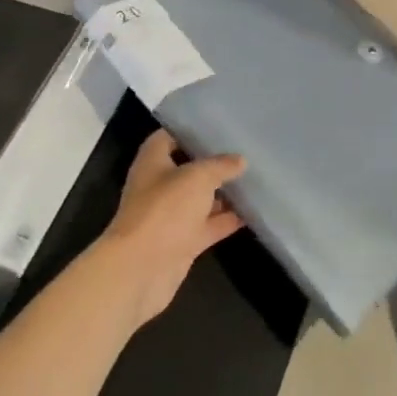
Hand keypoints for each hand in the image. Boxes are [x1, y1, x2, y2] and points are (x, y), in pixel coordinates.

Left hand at [98, 129, 244, 325]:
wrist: (141, 270)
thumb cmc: (165, 210)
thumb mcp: (197, 177)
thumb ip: (220, 166)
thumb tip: (240, 161)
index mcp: (153, 162)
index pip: (169, 136)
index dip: (190, 130)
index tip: (218, 125)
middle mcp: (159, 187)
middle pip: (188, 168)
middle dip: (214, 161)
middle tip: (245, 150)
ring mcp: (171, 216)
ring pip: (201, 198)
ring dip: (224, 192)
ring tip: (255, 177)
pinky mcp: (183, 242)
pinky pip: (210, 225)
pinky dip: (228, 219)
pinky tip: (254, 210)